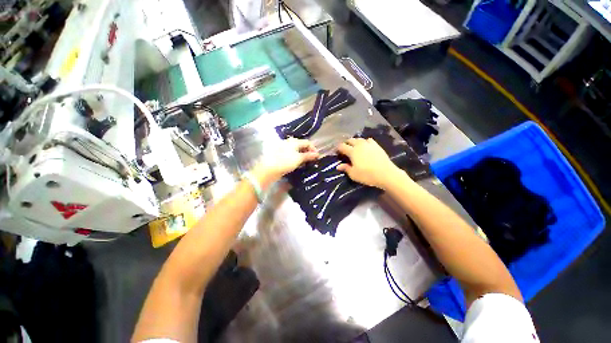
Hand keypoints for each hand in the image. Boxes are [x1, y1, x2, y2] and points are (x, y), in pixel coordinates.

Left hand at [254, 138, 319, 181]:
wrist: (269, 169)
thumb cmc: (285, 161)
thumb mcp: (299, 158)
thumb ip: (308, 155)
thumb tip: (317, 154)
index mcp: (294, 141)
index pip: (307, 142)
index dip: (313, 149)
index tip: (317, 157)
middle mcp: (289, 143)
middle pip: (301, 146)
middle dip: (308, 153)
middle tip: (312, 161)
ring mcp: (284, 148)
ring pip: (296, 151)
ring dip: (302, 156)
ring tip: (305, 164)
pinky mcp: (280, 155)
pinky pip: (291, 155)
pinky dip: (296, 159)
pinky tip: (297, 165)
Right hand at [337, 138, 402, 188]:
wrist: (386, 174)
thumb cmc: (367, 175)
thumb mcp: (354, 174)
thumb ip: (346, 168)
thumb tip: (338, 166)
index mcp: (352, 152)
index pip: (342, 146)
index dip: (338, 148)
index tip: (337, 152)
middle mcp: (359, 145)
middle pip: (350, 140)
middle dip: (346, 143)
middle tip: (345, 149)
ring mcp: (369, 144)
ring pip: (359, 139)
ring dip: (355, 142)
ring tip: (354, 147)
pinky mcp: (377, 145)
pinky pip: (368, 140)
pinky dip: (365, 142)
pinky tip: (366, 146)